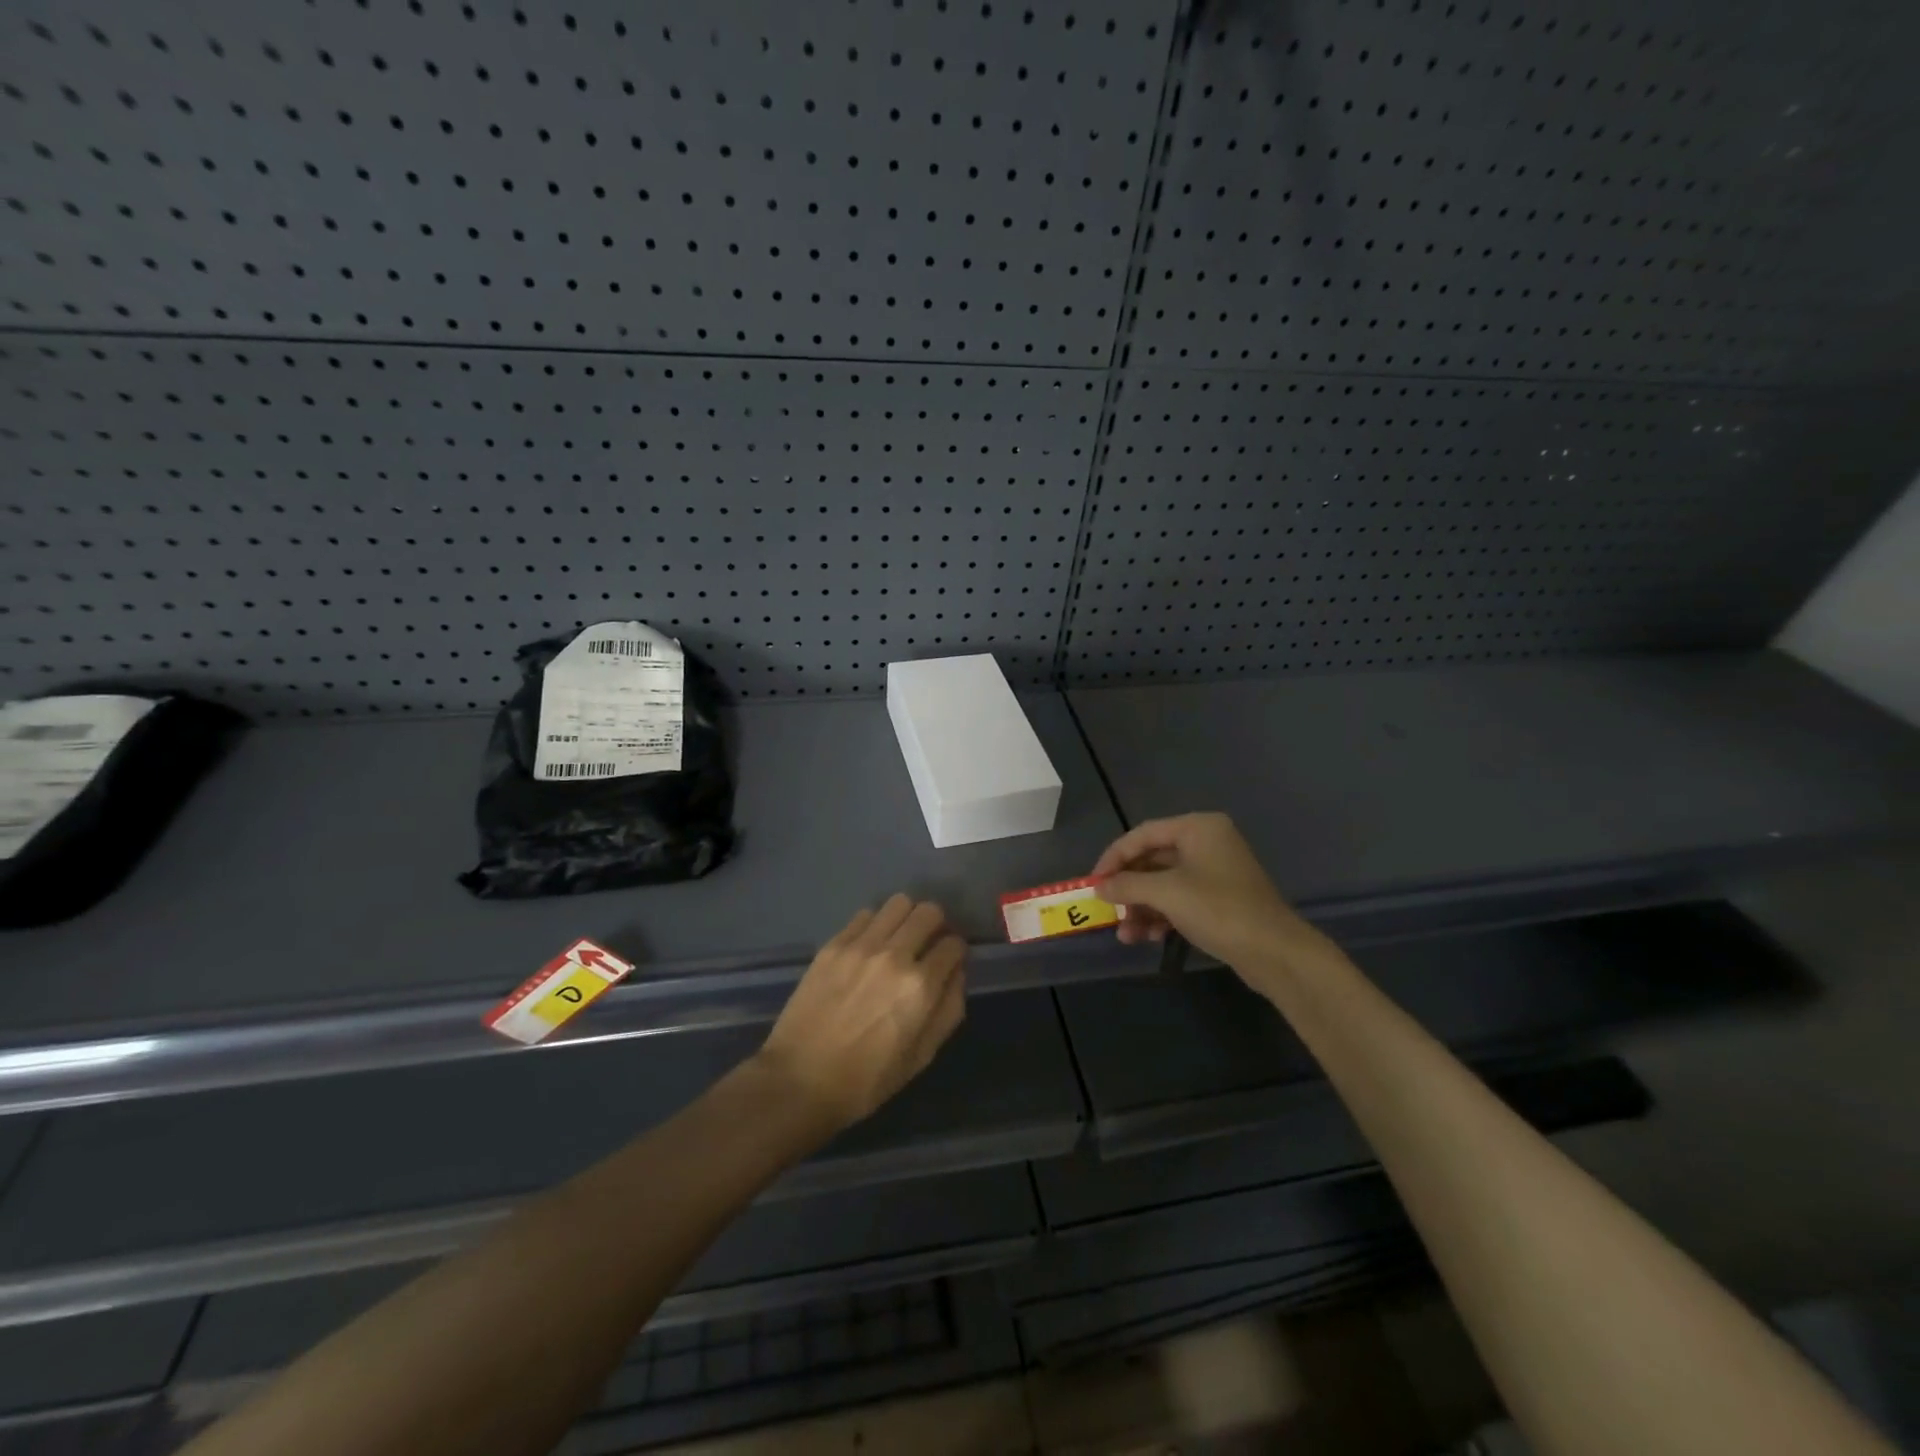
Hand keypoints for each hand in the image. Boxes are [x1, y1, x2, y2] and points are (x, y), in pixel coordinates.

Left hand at [756, 895, 966, 1131]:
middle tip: (926, 946)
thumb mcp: (921, 1057)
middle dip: (936, 926)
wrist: (799, 1080)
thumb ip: (948, 1009)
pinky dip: (875, 925)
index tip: (948, 962)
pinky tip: (869, 947)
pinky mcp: (833, 944)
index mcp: (920, 986)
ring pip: (898, 903)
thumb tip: (957, 973)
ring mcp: (860, 946)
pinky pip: (865, 915)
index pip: (954, 944)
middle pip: (929, 912)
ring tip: (898, 940)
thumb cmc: (866, 1080)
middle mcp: (894, 955)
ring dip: (906, 918)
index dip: (956, 953)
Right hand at [1092, 813, 1337, 985]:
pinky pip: (1179, 900)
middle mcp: (1207, 843)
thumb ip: (1127, 885)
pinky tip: (1146, 937)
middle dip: (1129, 889)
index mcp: (1198, 828)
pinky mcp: (1220, 899)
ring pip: (1164, 884)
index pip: (1143, 834)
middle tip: (1107, 909)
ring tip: (1125, 934)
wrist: (1275, 952)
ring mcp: (1215, 872)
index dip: (1114, 857)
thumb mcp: (1166, 893)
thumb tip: (1099, 887)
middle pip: (1153, 859)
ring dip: (1141, 907)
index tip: (1094, 881)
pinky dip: (1160, 915)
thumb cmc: (1218, 909)